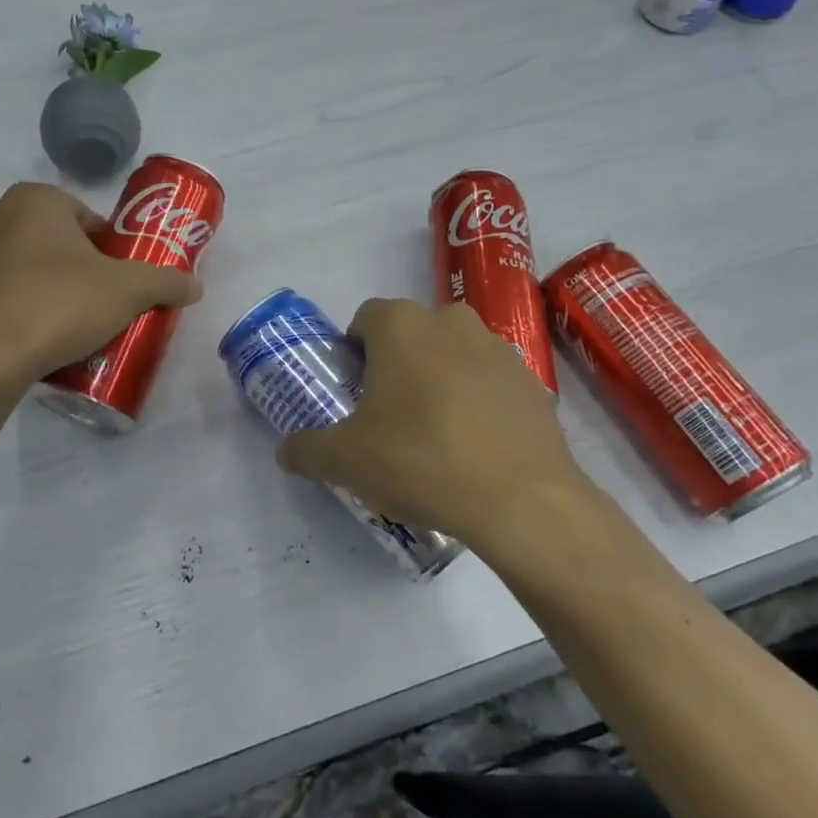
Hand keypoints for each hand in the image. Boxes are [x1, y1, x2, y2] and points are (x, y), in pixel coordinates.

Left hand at [0, 182, 201, 385]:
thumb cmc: (59, 303)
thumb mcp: (128, 290)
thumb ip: (166, 281)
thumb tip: (195, 286)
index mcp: (35, 199)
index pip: (88, 219)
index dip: (111, 250)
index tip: (121, 281)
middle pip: (57, 240)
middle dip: (80, 268)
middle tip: (102, 303)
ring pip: (27, 266)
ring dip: (50, 286)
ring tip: (72, 325)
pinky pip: (2, 293)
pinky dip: (22, 308)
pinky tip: (39, 338)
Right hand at [275, 299, 592, 550]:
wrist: (519, 498)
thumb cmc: (419, 460)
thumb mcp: (345, 461)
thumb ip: (307, 449)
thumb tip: (285, 452)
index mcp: (402, 325)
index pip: (365, 319)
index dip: (354, 353)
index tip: (354, 393)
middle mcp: (451, 321)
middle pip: (411, 334)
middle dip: (397, 365)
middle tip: (390, 416)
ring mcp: (498, 348)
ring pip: (454, 354)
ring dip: (440, 380)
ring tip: (436, 435)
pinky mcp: (532, 381)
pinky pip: (490, 382)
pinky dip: (478, 402)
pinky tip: (475, 448)